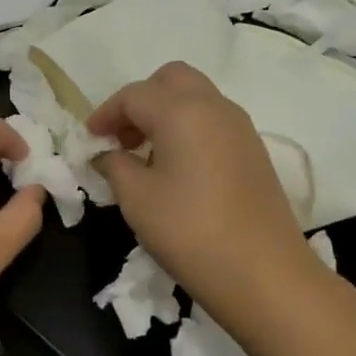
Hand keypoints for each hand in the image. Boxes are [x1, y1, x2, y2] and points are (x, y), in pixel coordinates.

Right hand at [88, 62, 320, 308]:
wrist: (265, 276)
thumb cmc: (190, 231)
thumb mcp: (136, 198)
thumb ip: (114, 165)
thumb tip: (107, 155)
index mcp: (181, 111)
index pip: (133, 95)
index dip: (106, 114)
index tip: (90, 139)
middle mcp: (214, 107)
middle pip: (171, 80)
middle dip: (140, 100)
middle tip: (121, 136)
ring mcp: (240, 128)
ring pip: (196, 97)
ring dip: (165, 112)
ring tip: (144, 153)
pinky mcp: (254, 152)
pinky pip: (213, 121)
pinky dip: (188, 128)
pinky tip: (175, 167)